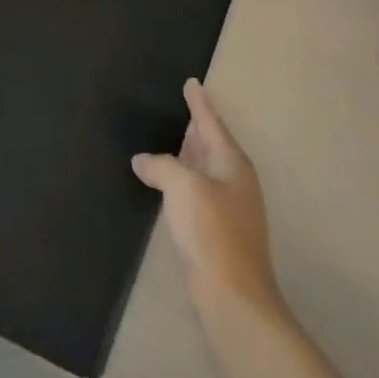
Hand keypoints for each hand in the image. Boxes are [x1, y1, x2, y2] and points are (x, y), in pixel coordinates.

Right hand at [132, 80, 279, 313]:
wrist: (232, 295)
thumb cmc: (211, 231)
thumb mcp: (183, 188)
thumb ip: (161, 166)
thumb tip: (143, 160)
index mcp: (232, 163)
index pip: (211, 123)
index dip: (199, 103)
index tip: (191, 82)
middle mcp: (235, 181)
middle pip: (212, 145)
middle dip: (196, 127)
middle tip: (180, 108)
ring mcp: (229, 208)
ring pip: (205, 170)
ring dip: (189, 155)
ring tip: (172, 141)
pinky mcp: (218, 232)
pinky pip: (198, 193)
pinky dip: (184, 181)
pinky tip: (169, 186)